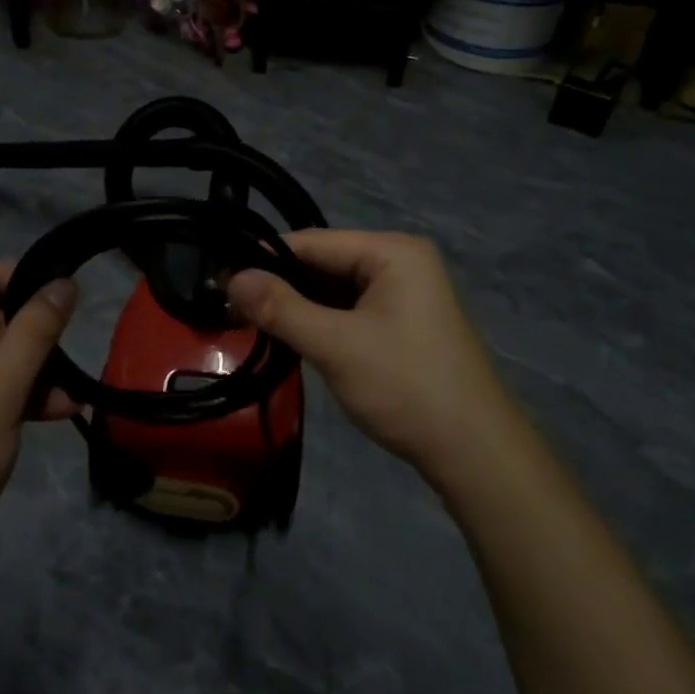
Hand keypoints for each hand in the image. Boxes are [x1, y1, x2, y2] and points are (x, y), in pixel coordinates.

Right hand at [227, 231, 515, 481]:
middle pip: (325, 263)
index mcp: (393, 252)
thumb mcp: (336, 345)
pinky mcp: (403, 325)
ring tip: (250, 323)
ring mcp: (406, 295)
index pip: (314, 242)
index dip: (265, 257)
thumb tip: (231, 277)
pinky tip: (291, 338)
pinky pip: (351, 311)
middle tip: (230, 307)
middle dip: (281, 285)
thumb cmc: (405, 386)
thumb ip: (281, 308)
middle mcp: (401, 263)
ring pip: (335, 290)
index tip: (220, 278)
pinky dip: (321, 322)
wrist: (474, 452)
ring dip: (299, 306)